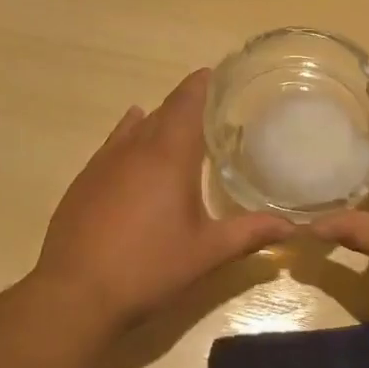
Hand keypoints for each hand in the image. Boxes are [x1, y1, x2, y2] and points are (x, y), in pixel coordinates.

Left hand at [33, 68, 292, 328]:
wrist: (76, 293)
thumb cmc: (149, 267)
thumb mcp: (207, 253)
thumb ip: (250, 233)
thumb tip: (293, 227)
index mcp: (168, 155)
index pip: (187, 103)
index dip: (202, 85)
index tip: (218, 74)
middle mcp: (134, 148)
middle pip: (163, 112)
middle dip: (186, 103)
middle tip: (211, 105)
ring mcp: (103, 163)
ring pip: (135, 127)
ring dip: (157, 119)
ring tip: (176, 121)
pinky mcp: (84, 181)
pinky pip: (113, 145)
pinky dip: (129, 135)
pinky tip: (132, 139)